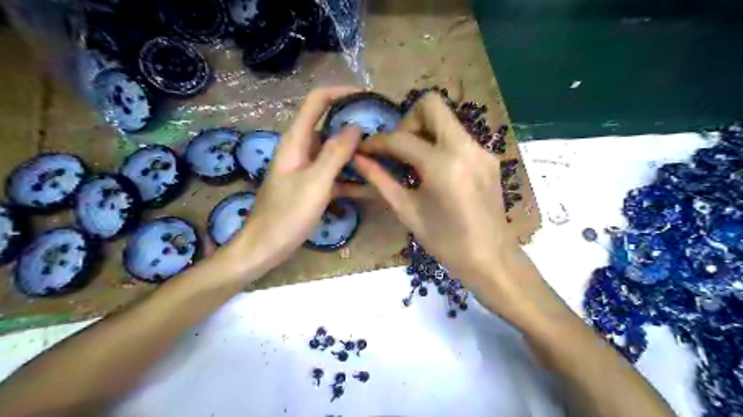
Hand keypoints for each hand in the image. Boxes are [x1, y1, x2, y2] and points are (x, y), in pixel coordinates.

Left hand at [227, 87, 364, 278]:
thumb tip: (355, 126)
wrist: (265, 247)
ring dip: (356, 153)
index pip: (317, 102)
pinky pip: (335, 176)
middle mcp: (302, 149)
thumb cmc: (286, 214)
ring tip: (383, 155)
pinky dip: (351, 178)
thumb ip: (335, 153)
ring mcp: (308, 169)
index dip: (340, 93)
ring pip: (335, 153)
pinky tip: (372, 186)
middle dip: (355, 125)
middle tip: (383, 130)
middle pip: (329, 126)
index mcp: (296, 141)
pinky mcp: (313, 187)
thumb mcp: (315, 182)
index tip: (367, 97)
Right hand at [354, 93, 518, 300]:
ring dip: (425, 131)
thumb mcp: (407, 211)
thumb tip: (358, 159)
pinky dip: (441, 144)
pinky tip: (436, 170)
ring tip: (414, 161)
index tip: (365, 149)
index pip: (401, 138)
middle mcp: (465, 147)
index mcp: (442, 165)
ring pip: (447, 119)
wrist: (490, 257)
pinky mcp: (489, 157)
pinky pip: (459, 136)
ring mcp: (481, 150)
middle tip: (399, 148)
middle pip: (431, 105)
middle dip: (408, 120)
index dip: (378, 141)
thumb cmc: (445, 242)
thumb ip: (381, 180)